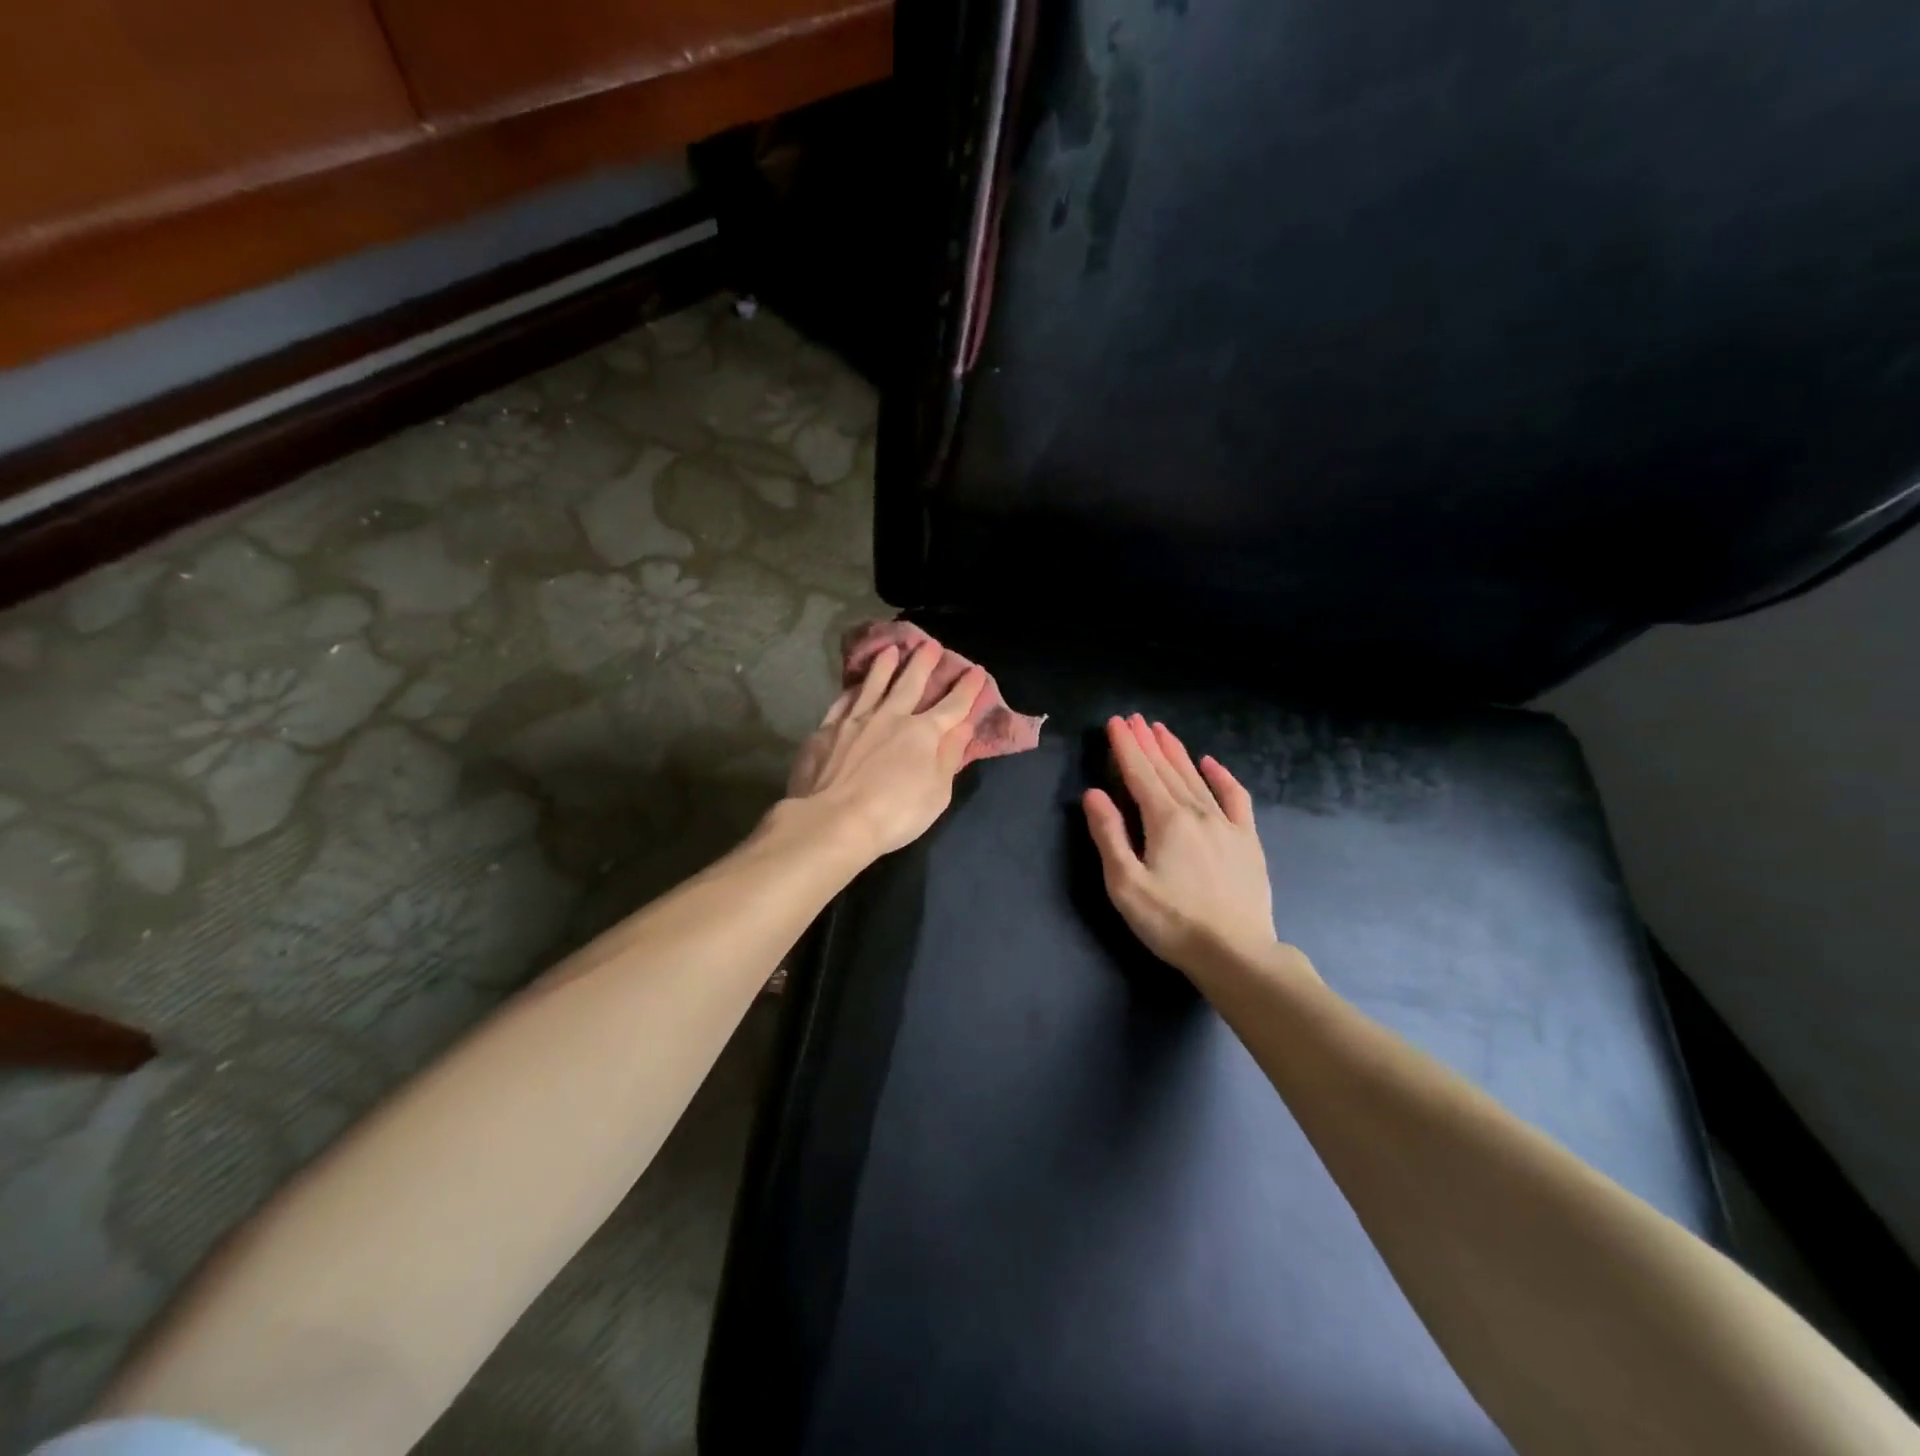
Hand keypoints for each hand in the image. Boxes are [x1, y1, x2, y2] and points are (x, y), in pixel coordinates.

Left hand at [784, 642, 987, 857]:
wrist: (833, 820)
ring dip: (885, 666)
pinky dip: (852, 690)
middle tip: (930, 644)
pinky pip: (843, 702)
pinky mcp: (826, 730)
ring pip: (874, 684)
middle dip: (924, 663)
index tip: (975, 670)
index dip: (966, 688)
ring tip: (891, 650)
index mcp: (923, 733)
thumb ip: (949, 756)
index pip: (952, 706)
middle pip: (910, 684)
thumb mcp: (937, 793)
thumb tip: (962, 727)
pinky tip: (854, 685)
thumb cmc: (895, 814)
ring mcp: (855, 720)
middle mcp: (890, 717)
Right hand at [1083, 715, 1299, 981]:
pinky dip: (1222, 777)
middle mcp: (1196, 812)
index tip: (1115, 723)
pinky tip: (1211, 763)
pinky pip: (1235, 797)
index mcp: (1165, 821)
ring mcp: (1226, 824)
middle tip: (1134, 718)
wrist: (1236, 954)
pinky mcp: (1247, 840)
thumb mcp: (1126, 884)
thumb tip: (1094, 793)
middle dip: (1148, 742)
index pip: (1140, 774)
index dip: (1126, 747)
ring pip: (1196, 777)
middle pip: (1167, 770)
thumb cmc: (1172, 922)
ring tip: (1162, 730)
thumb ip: (1109, 835)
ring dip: (1177, 752)